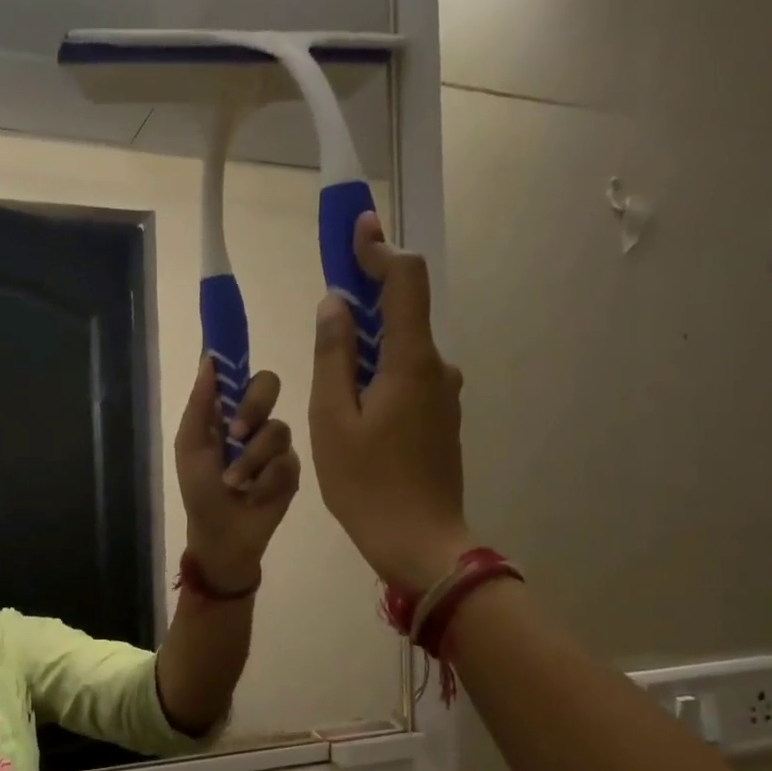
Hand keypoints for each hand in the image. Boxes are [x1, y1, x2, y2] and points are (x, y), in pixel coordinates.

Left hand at [175, 356, 301, 592]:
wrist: (222, 536)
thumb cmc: (200, 491)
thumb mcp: (191, 446)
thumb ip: (200, 405)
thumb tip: (209, 359)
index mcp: (228, 413)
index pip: (241, 375)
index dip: (241, 364)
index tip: (238, 361)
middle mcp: (255, 422)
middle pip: (269, 385)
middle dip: (253, 407)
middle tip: (235, 434)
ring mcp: (277, 446)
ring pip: (277, 430)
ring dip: (251, 461)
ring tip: (236, 485)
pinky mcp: (292, 471)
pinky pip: (286, 462)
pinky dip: (266, 481)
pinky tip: (255, 497)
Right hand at [309, 213, 472, 592]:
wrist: (420, 542)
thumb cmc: (367, 483)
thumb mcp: (332, 419)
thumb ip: (333, 355)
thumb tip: (336, 303)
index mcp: (411, 361)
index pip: (404, 280)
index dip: (379, 249)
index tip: (355, 228)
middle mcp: (437, 368)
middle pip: (403, 313)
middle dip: (366, 298)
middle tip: (327, 304)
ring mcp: (443, 396)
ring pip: (402, 351)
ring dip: (368, 344)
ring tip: (329, 373)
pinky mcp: (440, 420)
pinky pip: (407, 379)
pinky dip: (379, 373)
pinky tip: (353, 406)